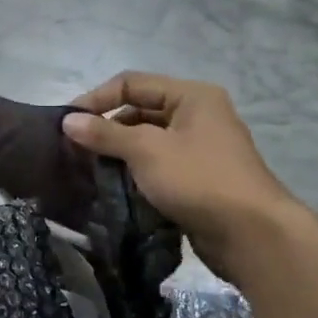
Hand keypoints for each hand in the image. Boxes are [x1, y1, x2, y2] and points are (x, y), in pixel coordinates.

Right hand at [62, 73, 299, 277]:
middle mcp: (197, 115)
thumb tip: (67, 121)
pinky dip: (133, 171)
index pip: (131, 84)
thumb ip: (104, 133)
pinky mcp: (196, 177)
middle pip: (139, 110)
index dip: (96, 99)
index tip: (67, 124)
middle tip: (76, 149)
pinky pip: (156, 164)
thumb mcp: (146, 150)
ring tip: (89, 169)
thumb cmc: (198, 179)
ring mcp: (199, 148)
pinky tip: (113, 186)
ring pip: (146, 140)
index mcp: (191, 96)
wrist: (250, 234)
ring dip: (117, 152)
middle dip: (105, 127)